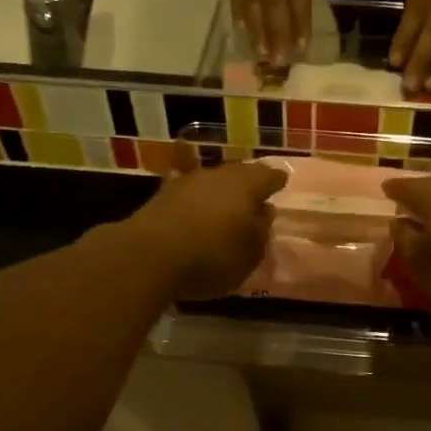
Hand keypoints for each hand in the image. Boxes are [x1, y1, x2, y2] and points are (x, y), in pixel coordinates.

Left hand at [127, 159, 287, 300]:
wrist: (148, 256)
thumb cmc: (211, 257)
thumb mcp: (249, 255)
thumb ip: (261, 232)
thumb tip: (264, 212)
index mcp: (247, 186)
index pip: (269, 176)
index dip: (276, 181)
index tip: (282, 182)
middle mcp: (218, 175)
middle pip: (239, 174)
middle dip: (248, 183)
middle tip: (254, 196)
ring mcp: (187, 182)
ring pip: (212, 182)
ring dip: (219, 192)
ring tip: (225, 207)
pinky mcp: (161, 195)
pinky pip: (188, 194)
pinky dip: (195, 201)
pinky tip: (195, 210)